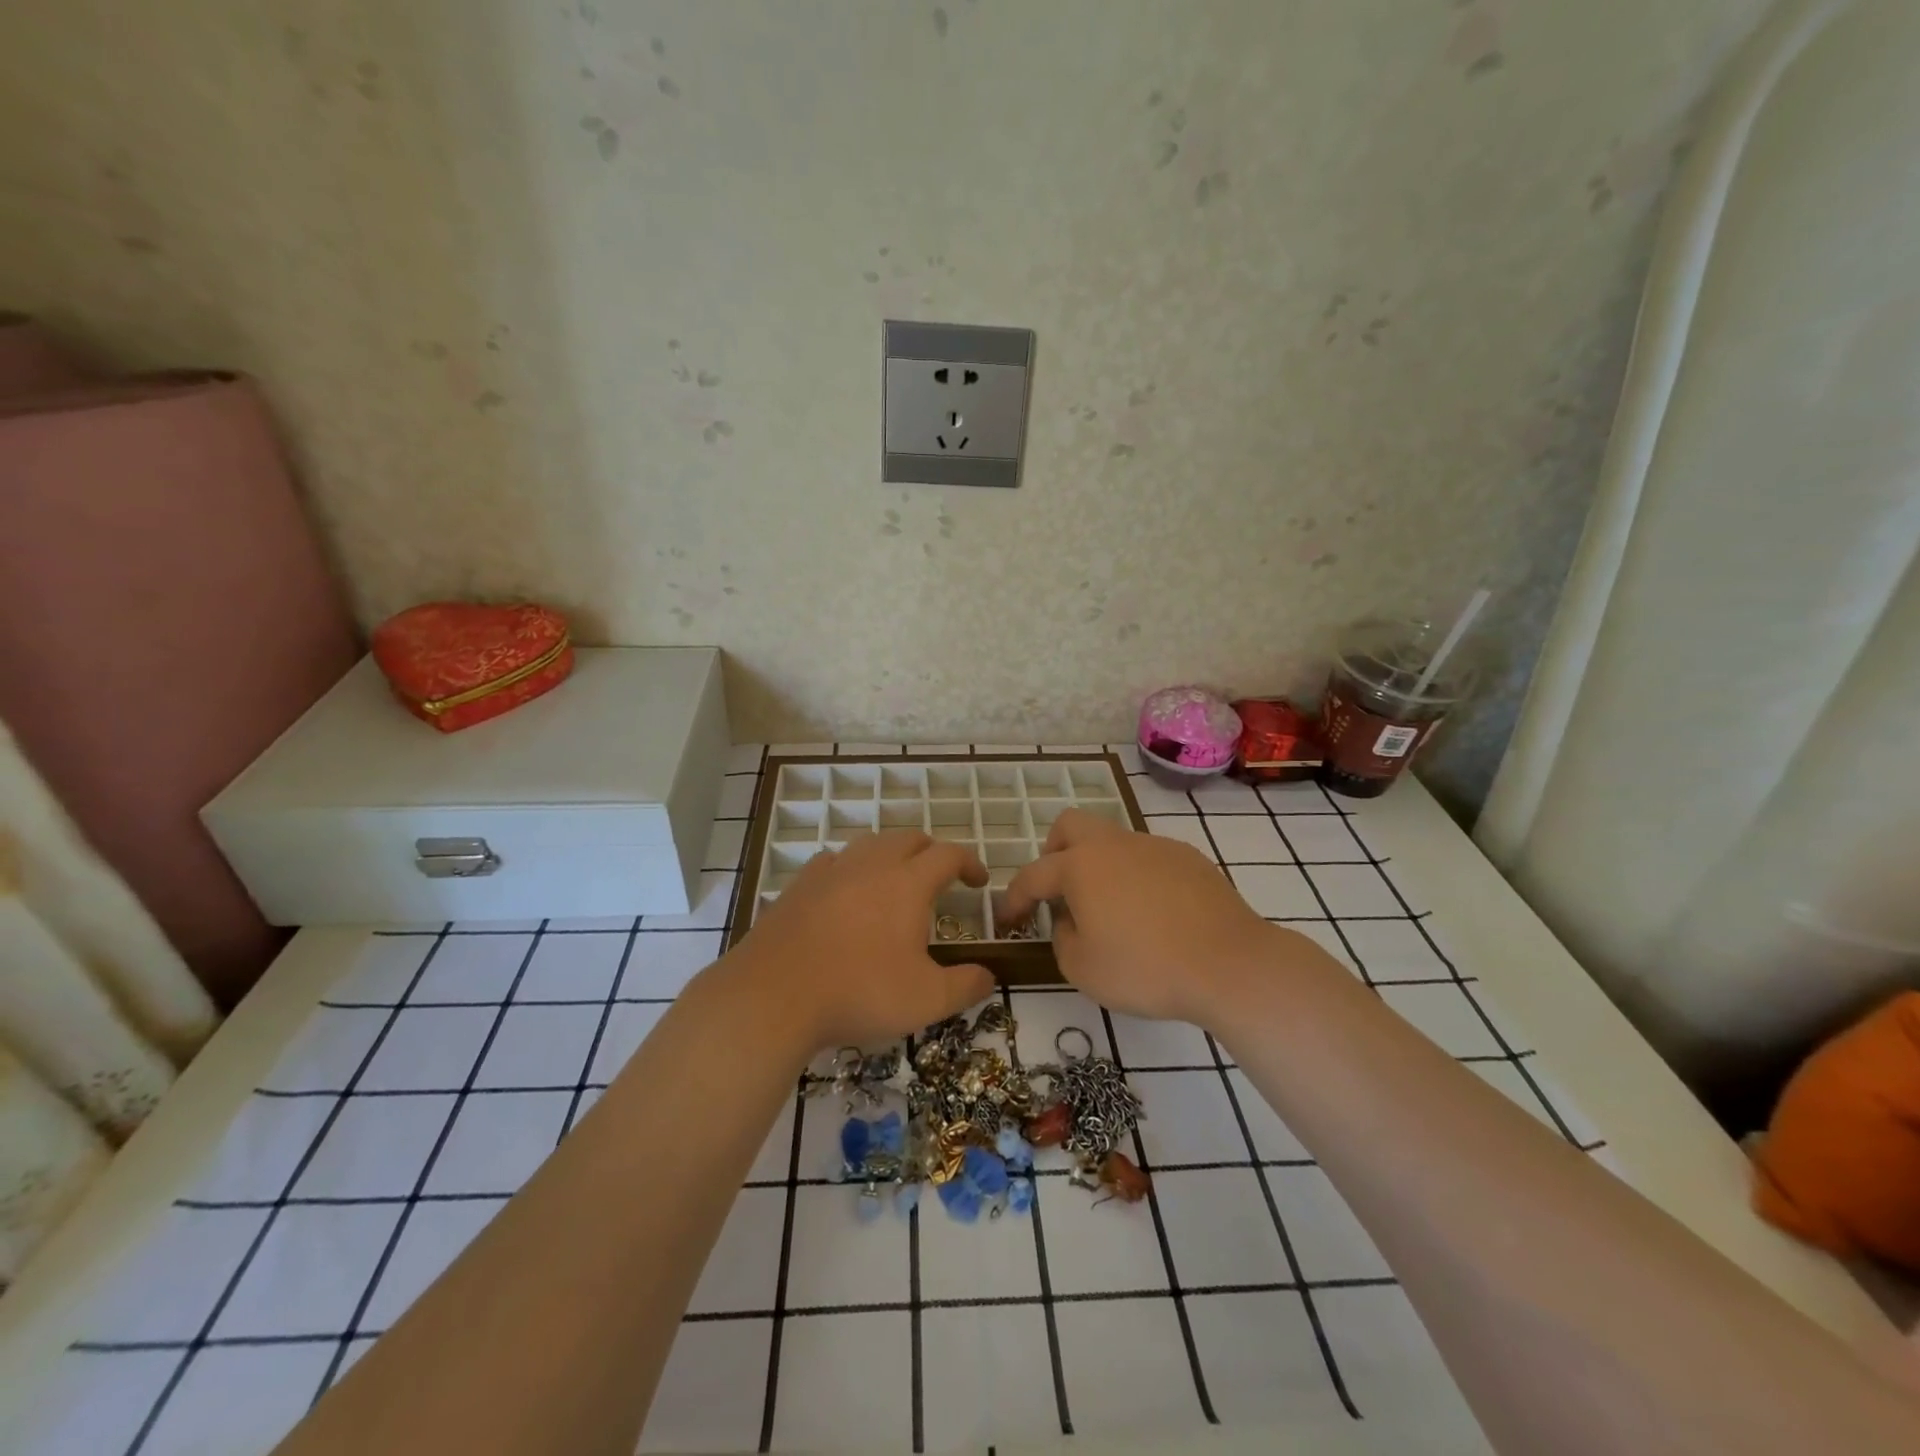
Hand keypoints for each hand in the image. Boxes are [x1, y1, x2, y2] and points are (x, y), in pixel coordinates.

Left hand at [734, 829, 995, 1050]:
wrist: (774, 996)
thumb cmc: (859, 993)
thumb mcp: (927, 1000)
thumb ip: (966, 986)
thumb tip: (989, 976)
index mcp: (908, 883)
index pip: (948, 855)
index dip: (969, 863)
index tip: (978, 882)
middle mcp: (871, 865)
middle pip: (909, 838)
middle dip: (931, 852)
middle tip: (940, 878)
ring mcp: (830, 871)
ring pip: (869, 844)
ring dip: (890, 855)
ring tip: (895, 881)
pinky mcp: (798, 886)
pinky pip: (832, 862)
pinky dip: (849, 869)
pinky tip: (846, 892)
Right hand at [999, 808, 1298, 1025]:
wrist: (1230, 964)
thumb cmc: (1146, 968)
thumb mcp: (1082, 969)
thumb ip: (1062, 938)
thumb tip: (1069, 920)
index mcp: (1080, 866)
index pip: (1033, 875)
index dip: (1014, 899)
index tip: (1008, 920)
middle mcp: (1114, 844)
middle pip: (1071, 826)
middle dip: (1054, 853)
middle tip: (1059, 891)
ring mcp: (1155, 846)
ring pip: (1112, 841)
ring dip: (1099, 866)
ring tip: (1111, 910)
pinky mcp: (1189, 858)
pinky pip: (1147, 858)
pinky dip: (1136, 877)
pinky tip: (1153, 914)